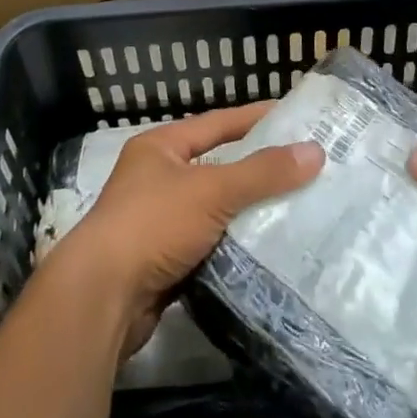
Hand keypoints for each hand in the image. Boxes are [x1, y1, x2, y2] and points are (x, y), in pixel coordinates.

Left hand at [57, 103, 323, 353]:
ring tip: (299, 208)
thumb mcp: (212, 190)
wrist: (101, 299)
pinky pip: (211, 245)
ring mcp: (159, 223)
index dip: (255, 118)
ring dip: (250, 212)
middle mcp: (157, 178)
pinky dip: (237, 247)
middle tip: (305, 167)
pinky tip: (270, 250)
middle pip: (218, 167)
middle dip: (258, 170)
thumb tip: (315, 151)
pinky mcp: (165, 262)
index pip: (218, 123)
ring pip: (216, 210)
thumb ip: (263, 172)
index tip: (294, 117)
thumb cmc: (153, 225)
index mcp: (161, 148)